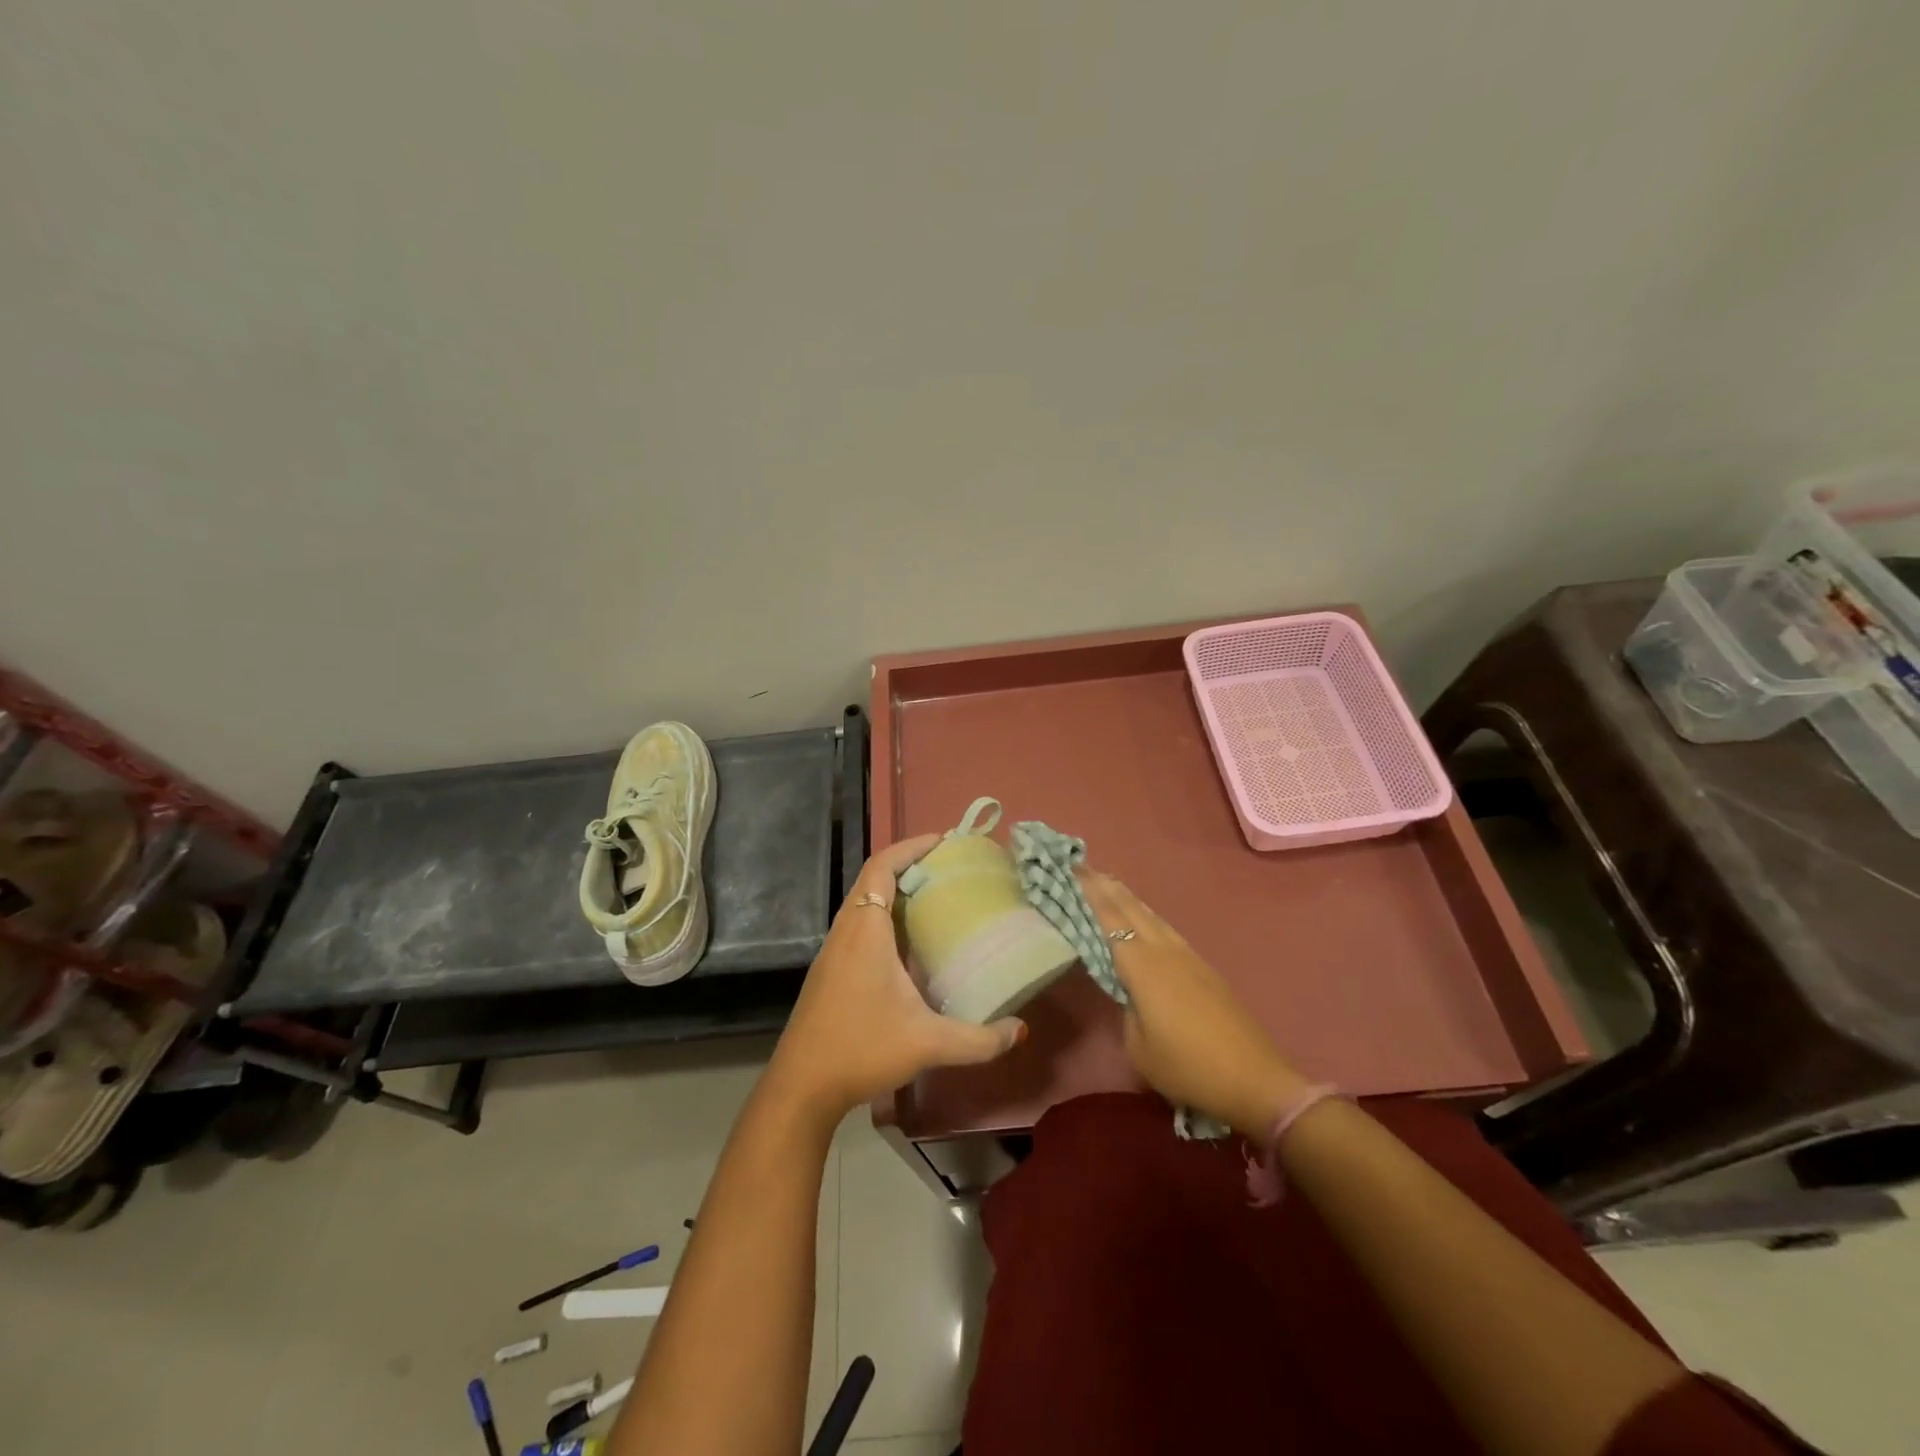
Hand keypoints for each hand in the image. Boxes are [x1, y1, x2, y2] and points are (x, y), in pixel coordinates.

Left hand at [767, 835, 1026, 1121]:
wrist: (801, 1087)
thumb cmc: (860, 1049)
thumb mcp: (927, 1043)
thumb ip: (978, 1039)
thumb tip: (1019, 1030)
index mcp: (865, 930)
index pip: (882, 867)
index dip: (910, 847)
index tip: (942, 841)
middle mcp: (846, 931)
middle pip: (872, 879)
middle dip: (908, 865)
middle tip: (947, 869)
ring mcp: (833, 951)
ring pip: (863, 903)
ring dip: (894, 892)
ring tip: (934, 899)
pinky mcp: (830, 971)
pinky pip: (859, 925)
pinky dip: (884, 917)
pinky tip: (908, 944)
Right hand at [1081, 871, 1307, 1139]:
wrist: (1255, 1080)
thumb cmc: (1188, 1067)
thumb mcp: (1139, 1047)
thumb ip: (1127, 1010)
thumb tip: (1129, 992)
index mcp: (1143, 967)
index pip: (1110, 919)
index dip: (1090, 893)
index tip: (1073, 869)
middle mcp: (1165, 951)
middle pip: (1131, 909)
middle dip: (1107, 886)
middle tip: (1084, 867)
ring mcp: (1189, 957)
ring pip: (1152, 916)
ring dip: (1128, 897)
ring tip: (1110, 883)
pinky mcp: (1204, 969)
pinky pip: (1166, 930)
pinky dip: (1147, 915)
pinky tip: (1144, 918)